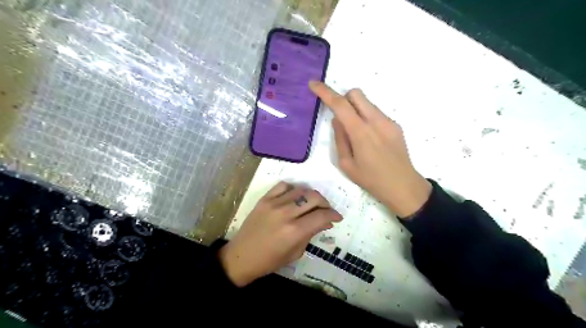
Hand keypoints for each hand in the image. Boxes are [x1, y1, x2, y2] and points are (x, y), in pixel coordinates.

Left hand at [217, 182, 340, 286]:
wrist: (241, 256)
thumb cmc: (270, 260)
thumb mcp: (295, 252)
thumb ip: (311, 234)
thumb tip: (326, 222)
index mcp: (295, 231)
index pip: (321, 215)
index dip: (333, 215)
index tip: (337, 217)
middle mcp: (286, 213)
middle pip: (314, 197)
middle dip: (325, 203)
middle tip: (325, 211)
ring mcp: (274, 204)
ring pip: (301, 190)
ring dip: (311, 196)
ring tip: (311, 204)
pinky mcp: (264, 199)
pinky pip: (283, 186)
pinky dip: (293, 189)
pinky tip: (294, 197)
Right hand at [307, 80, 429, 217]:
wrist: (403, 186)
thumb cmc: (371, 179)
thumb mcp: (346, 164)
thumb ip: (340, 138)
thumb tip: (337, 120)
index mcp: (360, 132)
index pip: (340, 104)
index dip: (325, 92)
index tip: (314, 84)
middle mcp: (376, 121)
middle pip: (356, 93)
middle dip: (343, 98)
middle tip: (340, 117)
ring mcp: (388, 121)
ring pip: (367, 102)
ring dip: (356, 109)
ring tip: (357, 134)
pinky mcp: (395, 125)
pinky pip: (376, 113)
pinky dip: (367, 117)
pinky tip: (370, 139)